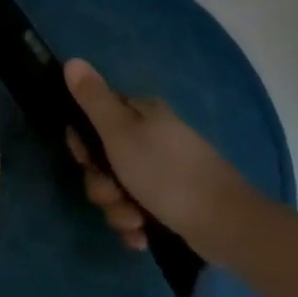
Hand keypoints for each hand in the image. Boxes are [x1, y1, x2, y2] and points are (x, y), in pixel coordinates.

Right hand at [65, 58, 251, 249]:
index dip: (83, 143)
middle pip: (102, 159)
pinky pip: (136, 212)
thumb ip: (93, 99)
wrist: (225, 225)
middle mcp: (151, 138)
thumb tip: (72, 60)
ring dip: (118, 210)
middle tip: (114, 194)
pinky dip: (135, 225)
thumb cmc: (167, 173)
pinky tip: (143, 236)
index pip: (94, 118)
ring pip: (117, 190)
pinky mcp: (170, 203)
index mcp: (141, 114)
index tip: (87, 160)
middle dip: (102, 185)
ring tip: (135, 221)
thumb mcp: (120, 133)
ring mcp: (162, 172)